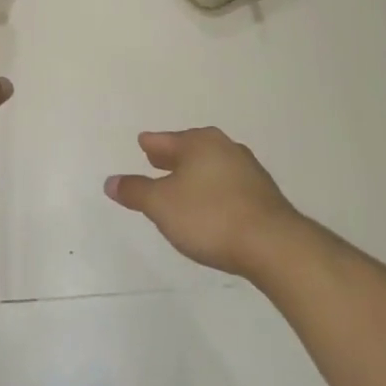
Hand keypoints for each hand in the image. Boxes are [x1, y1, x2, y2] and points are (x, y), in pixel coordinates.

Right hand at [104, 128, 301, 278]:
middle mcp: (225, 148)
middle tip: (157, 160)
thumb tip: (111, 181)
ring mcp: (249, 171)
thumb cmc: (210, 217)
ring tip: (182, 185)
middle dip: (173, 156)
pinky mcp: (264, 196)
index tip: (143, 143)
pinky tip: (210, 206)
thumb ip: (135, 191)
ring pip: (212, 166)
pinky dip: (214, 189)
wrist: (274, 245)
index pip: (167, 140)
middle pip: (191, 149)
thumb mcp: (162, 205)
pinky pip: (228, 185)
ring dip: (195, 174)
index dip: (152, 144)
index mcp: (200, 143)